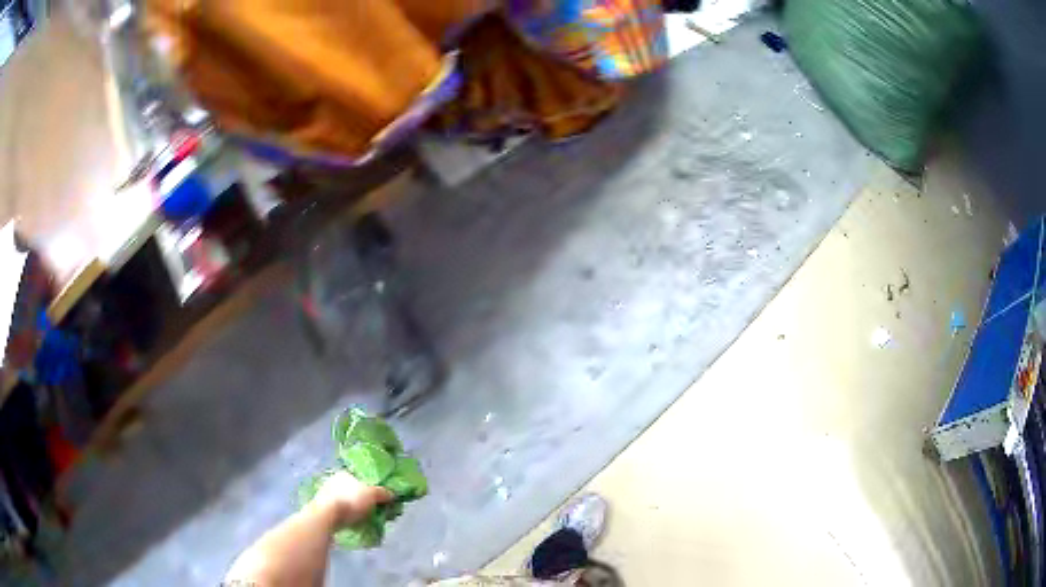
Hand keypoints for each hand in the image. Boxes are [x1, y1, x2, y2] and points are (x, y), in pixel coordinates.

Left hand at [312, 470, 392, 526]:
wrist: (327, 515)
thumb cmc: (350, 500)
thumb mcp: (372, 494)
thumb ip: (383, 493)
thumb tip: (392, 493)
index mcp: (345, 473)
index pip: (362, 478)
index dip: (373, 487)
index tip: (381, 498)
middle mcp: (334, 481)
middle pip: (356, 490)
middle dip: (366, 500)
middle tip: (378, 510)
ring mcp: (328, 494)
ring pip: (349, 501)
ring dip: (358, 509)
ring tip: (369, 520)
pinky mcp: (325, 508)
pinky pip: (342, 511)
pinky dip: (350, 516)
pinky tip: (357, 523)